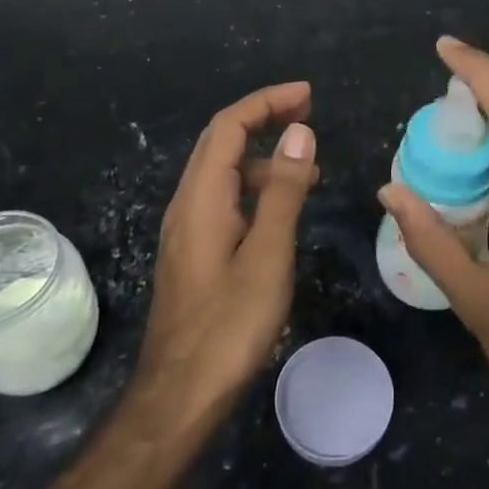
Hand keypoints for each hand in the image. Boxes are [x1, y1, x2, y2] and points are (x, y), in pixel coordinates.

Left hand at [134, 82, 317, 432]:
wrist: (180, 394)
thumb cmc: (229, 325)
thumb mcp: (268, 254)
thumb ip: (283, 190)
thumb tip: (299, 132)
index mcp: (202, 197)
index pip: (229, 126)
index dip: (266, 101)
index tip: (307, 94)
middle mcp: (187, 203)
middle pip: (221, 141)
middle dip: (262, 117)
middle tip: (308, 111)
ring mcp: (186, 229)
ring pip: (222, 171)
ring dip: (261, 156)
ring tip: (308, 166)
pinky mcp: (193, 252)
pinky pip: (223, 199)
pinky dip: (254, 187)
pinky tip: (281, 210)